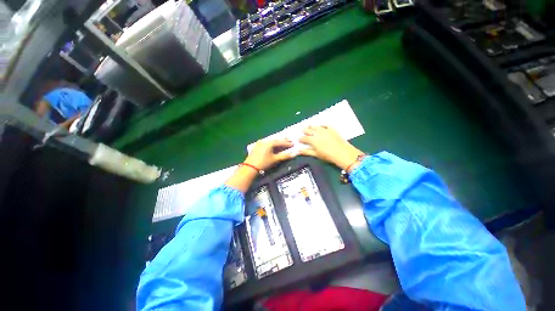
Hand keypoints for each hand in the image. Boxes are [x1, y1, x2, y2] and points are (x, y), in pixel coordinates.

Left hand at [226, 139, 294, 192]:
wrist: (250, 167)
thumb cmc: (264, 163)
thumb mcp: (274, 159)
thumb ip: (284, 156)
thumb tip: (292, 154)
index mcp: (269, 143)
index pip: (280, 142)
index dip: (287, 143)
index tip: (293, 143)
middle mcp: (264, 140)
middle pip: (276, 139)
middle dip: (283, 140)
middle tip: (289, 140)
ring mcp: (260, 142)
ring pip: (271, 140)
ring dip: (277, 141)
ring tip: (283, 142)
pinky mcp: (257, 146)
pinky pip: (266, 142)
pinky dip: (271, 143)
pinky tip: (274, 145)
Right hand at [299, 126, 363, 171]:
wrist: (342, 153)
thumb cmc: (327, 155)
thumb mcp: (315, 154)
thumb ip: (306, 152)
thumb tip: (298, 151)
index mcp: (312, 140)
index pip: (304, 138)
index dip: (301, 139)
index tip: (298, 139)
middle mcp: (317, 133)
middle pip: (309, 130)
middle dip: (304, 130)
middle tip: (302, 129)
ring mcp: (325, 130)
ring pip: (316, 126)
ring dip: (312, 126)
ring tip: (309, 125)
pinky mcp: (332, 129)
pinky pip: (326, 125)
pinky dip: (322, 125)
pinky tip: (321, 125)